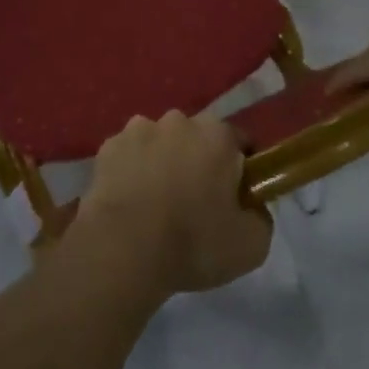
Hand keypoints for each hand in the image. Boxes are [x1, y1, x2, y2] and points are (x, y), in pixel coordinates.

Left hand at [73, 111, 272, 296]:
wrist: (123, 248)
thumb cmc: (193, 242)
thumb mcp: (252, 244)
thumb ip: (260, 216)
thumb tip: (251, 206)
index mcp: (217, 134)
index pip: (239, 143)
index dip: (241, 170)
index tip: (235, 197)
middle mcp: (178, 120)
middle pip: (197, 139)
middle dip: (199, 161)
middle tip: (196, 202)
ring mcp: (138, 129)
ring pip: (160, 143)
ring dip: (163, 163)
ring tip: (157, 203)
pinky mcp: (108, 146)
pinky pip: (129, 155)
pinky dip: (132, 171)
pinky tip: (131, 201)